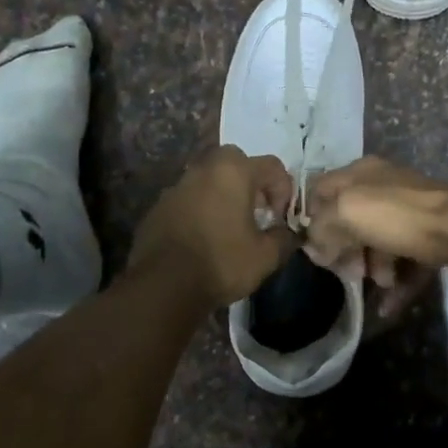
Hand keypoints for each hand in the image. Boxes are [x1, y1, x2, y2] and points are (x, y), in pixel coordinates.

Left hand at [128, 146, 297, 309]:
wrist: (162, 285)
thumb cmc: (221, 263)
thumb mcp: (265, 256)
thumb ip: (283, 238)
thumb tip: (288, 233)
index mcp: (233, 172)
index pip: (272, 166)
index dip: (284, 190)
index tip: (280, 218)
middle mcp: (204, 169)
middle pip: (236, 162)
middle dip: (251, 182)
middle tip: (256, 211)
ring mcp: (177, 185)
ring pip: (209, 178)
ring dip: (224, 194)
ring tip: (230, 226)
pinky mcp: (159, 205)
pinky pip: (189, 198)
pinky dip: (201, 208)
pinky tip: (203, 237)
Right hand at [301, 158, 447, 317]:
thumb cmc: (399, 215)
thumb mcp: (347, 212)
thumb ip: (322, 228)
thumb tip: (315, 248)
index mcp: (361, 173)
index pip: (321, 190)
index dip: (313, 219)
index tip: (314, 249)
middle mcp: (384, 187)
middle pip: (351, 220)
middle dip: (346, 250)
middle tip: (349, 273)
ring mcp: (410, 212)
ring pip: (379, 242)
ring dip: (373, 268)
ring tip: (380, 284)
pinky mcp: (431, 236)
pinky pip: (406, 261)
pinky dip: (397, 284)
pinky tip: (390, 306)